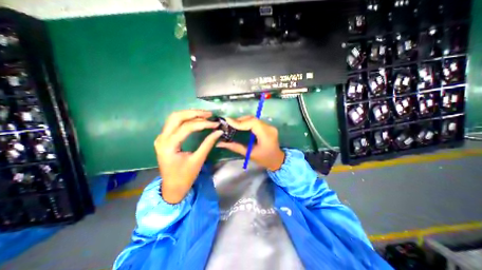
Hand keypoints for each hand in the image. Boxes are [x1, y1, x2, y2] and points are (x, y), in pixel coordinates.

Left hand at [154, 110, 221, 203]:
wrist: (172, 187)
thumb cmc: (185, 176)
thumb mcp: (198, 160)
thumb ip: (208, 143)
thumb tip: (218, 131)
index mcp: (168, 146)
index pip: (187, 127)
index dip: (203, 123)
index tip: (215, 123)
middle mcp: (162, 138)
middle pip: (177, 117)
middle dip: (194, 113)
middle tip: (209, 114)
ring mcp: (161, 137)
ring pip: (174, 118)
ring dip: (189, 114)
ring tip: (204, 115)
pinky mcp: (164, 138)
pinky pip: (173, 123)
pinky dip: (185, 119)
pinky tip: (195, 119)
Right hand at [216, 115, 284, 170]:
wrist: (277, 160)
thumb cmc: (264, 159)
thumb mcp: (249, 154)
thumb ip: (235, 147)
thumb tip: (220, 143)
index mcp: (266, 135)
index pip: (252, 123)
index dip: (240, 122)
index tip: (228, 121)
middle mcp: (269, 128)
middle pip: (253, 119)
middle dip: (239, 120)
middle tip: (229, 123)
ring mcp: (269, 126)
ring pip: (254, 119)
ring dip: (243, 120)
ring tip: (233, 124)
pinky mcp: (268, 126)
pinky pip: (256, 122)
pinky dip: (247, 122)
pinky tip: (241, 126)